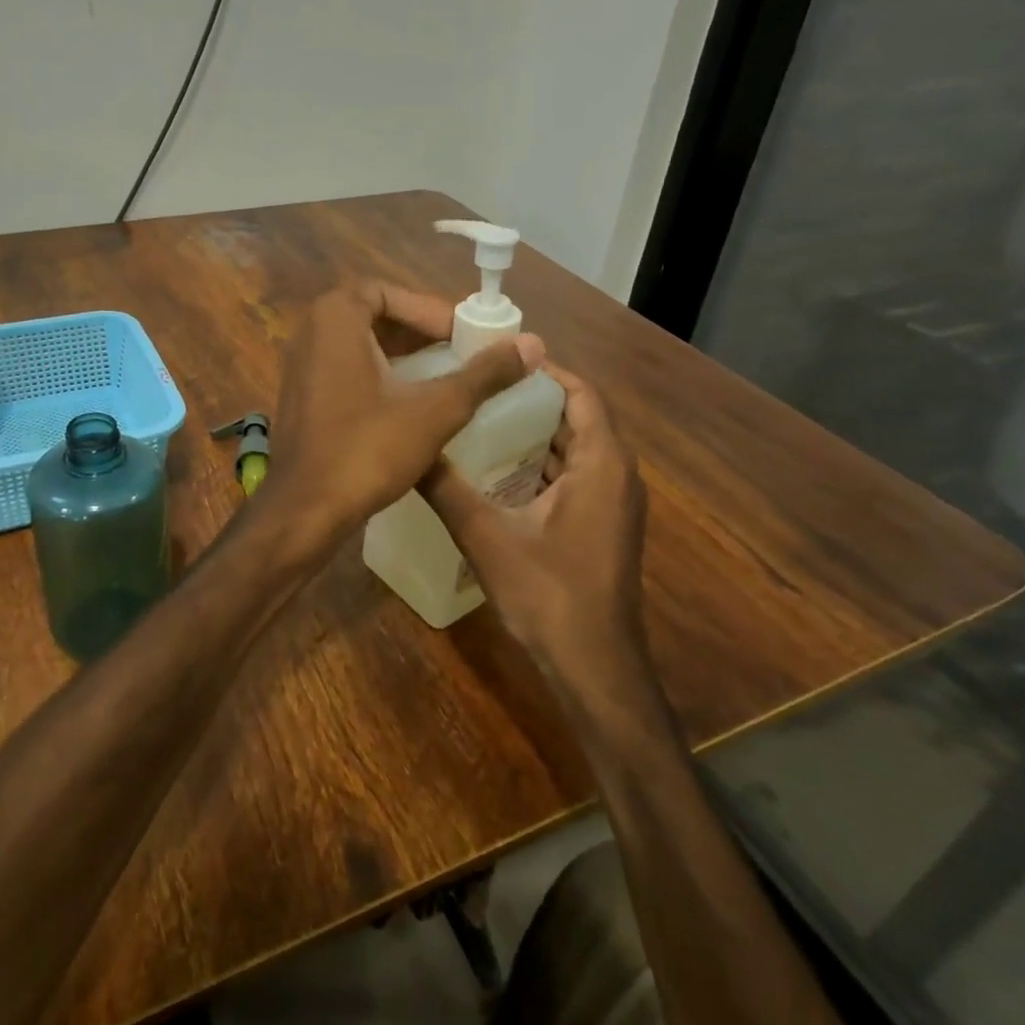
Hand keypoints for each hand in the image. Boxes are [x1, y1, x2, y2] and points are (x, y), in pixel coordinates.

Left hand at [265, 280, 542, 542]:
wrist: (304, 510)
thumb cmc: (367, 450)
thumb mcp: (434, 410)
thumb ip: (483, 375)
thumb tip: (533, 344)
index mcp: (334, 319)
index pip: (387, 292)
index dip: (429, 310)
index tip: (463, 334)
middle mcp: (309, 333)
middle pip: (372, 315)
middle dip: (418, 330)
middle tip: (459, 350)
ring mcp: (298, 366)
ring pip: (357, 344)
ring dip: (399, 353)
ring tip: (443, 374)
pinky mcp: (299, 397)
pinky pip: (343, 369)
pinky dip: (376, 374)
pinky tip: (407, 401)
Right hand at [420, 364, 648, 674]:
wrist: (594, 665)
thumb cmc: (549, 593)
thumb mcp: (486, 536)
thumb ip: (446, 489)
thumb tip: (408, 449)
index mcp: (601, 463)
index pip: (581, 393)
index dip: (543, 371)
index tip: (496, 359)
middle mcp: (617, 474)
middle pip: (577, 417)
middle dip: (530, 399)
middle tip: (477, 387)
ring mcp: (614, 502)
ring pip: (575, 448)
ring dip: (535, 433)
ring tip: (480, 419)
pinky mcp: (603, 524)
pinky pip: (575, 475)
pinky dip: (542, 463)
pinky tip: (497, 470)